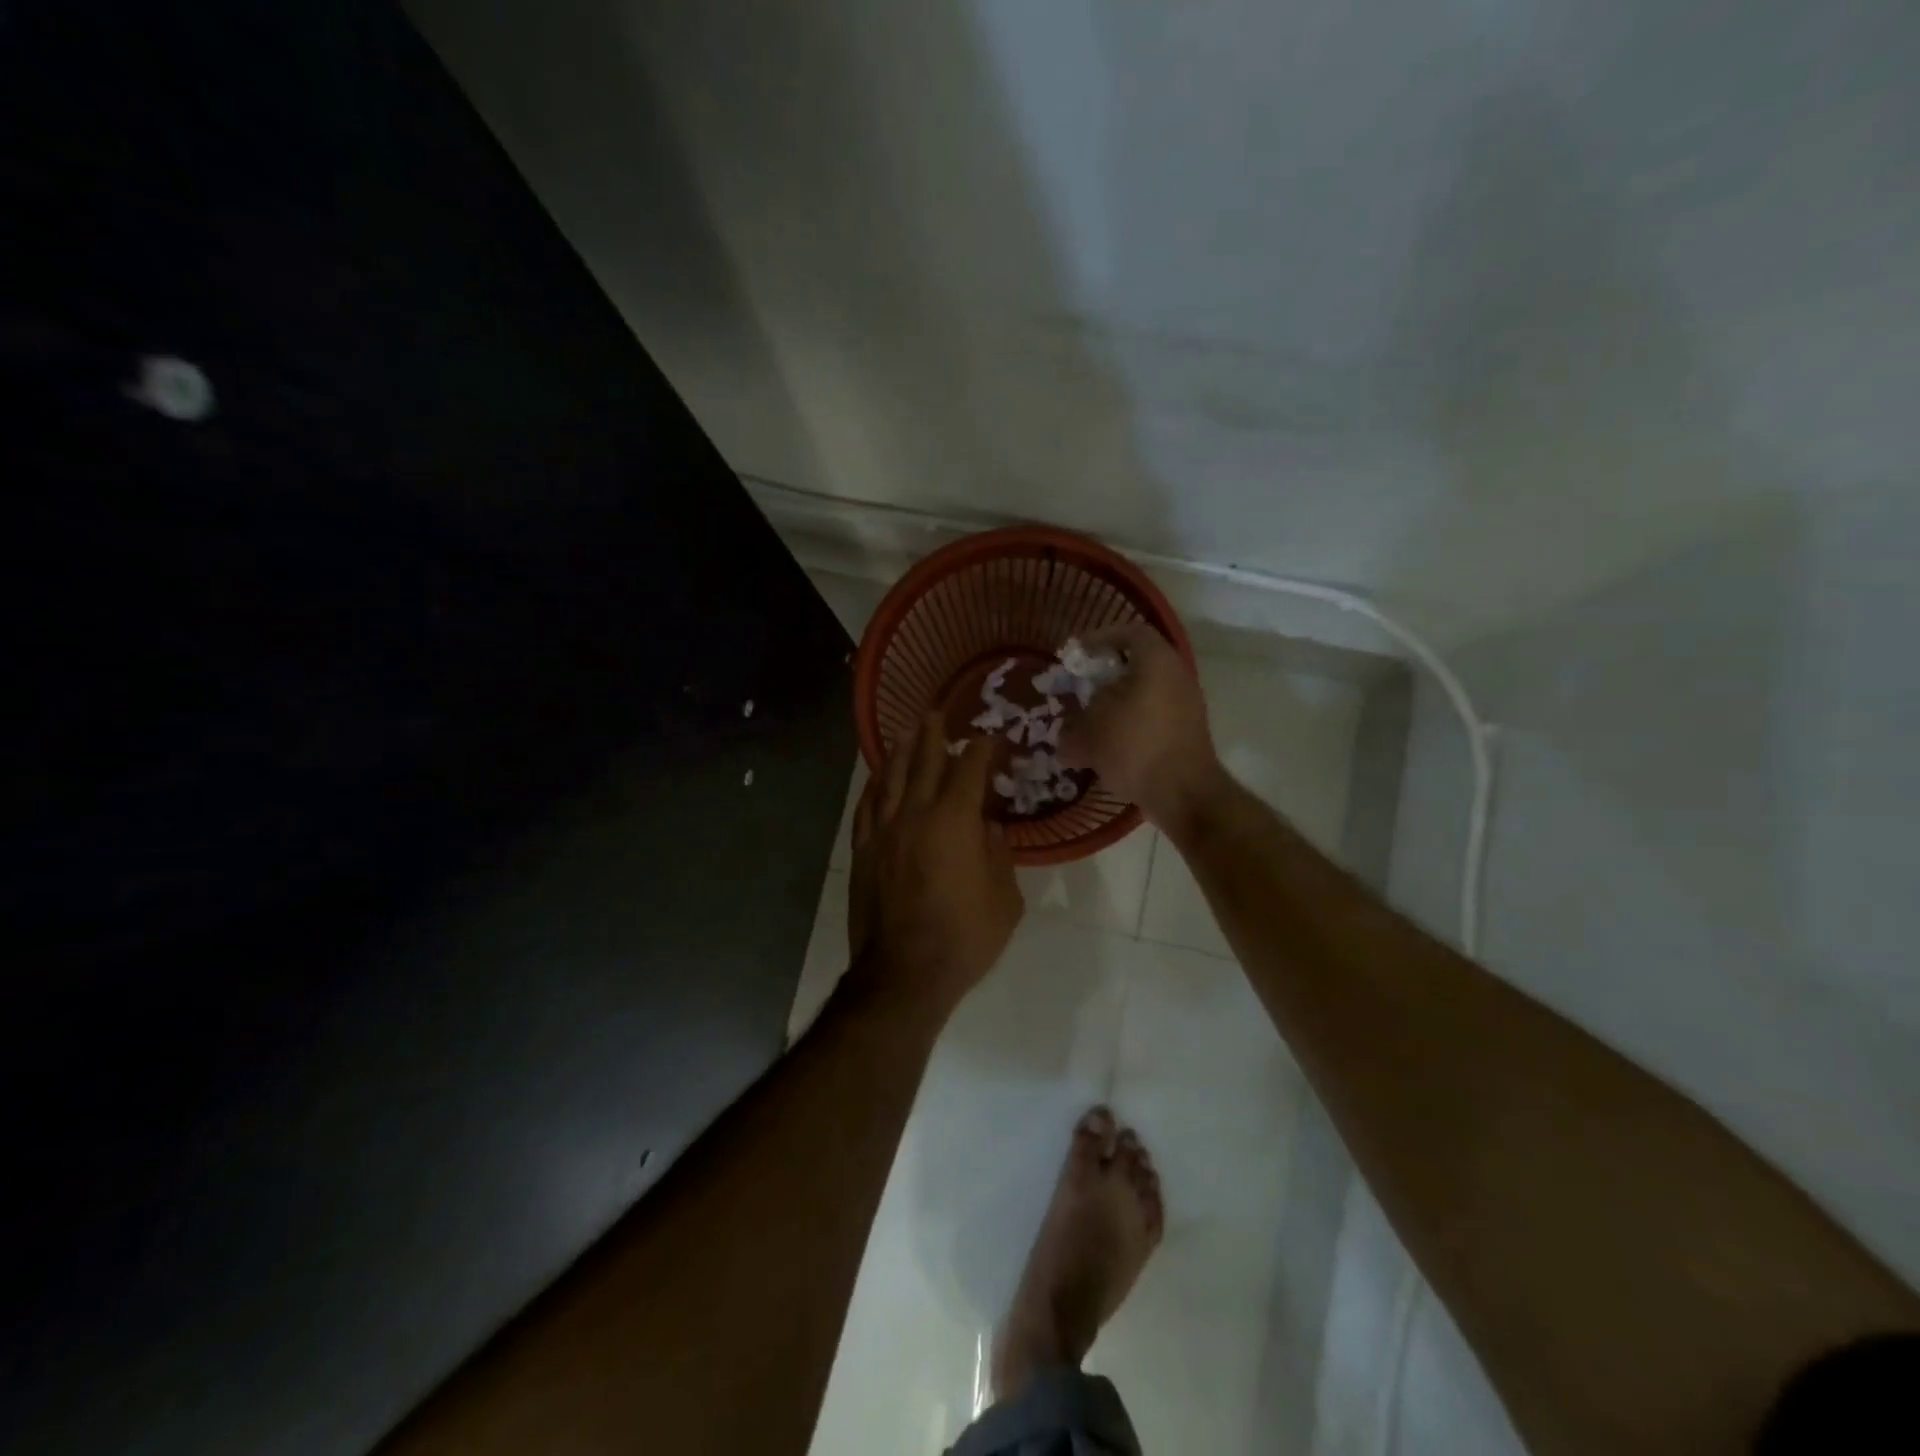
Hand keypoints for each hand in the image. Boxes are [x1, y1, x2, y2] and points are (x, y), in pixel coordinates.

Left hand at [846, 713, 1023, 1025]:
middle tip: (937, 713)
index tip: (989, 737)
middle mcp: (916, 814)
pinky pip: (866, 808)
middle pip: (924, 762)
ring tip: (906, 733)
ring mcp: (884, 832)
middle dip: (933, 735)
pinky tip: (876, 779)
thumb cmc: (965, 937)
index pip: (969, 770)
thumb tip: (988, 827)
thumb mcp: (1004, 899)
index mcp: (955, 821)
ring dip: (899, 752)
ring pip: (890, 779)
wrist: (905, 972)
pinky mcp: (863, 852)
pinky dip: (873, 787)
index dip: (981, 749)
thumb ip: (998, 854)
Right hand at [1059, 622, 1225, 832]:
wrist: (1184, 793)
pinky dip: (1128, 728)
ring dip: (1114, 708)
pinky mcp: (1185, 735)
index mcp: (1157, 663)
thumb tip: (1067, 737)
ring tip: (1087, 725)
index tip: (1077, 652)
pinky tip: (1106, 751)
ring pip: (1143, 697)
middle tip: (1079, 691)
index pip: (1131, 633)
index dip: (1101, 638)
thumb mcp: (1093, 731)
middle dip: (1105, 679)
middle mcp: (1176, 678)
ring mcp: (1185, 708)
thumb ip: (1075, 726)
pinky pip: (1150, 721)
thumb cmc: (1136, 747)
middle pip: (1137, 667)